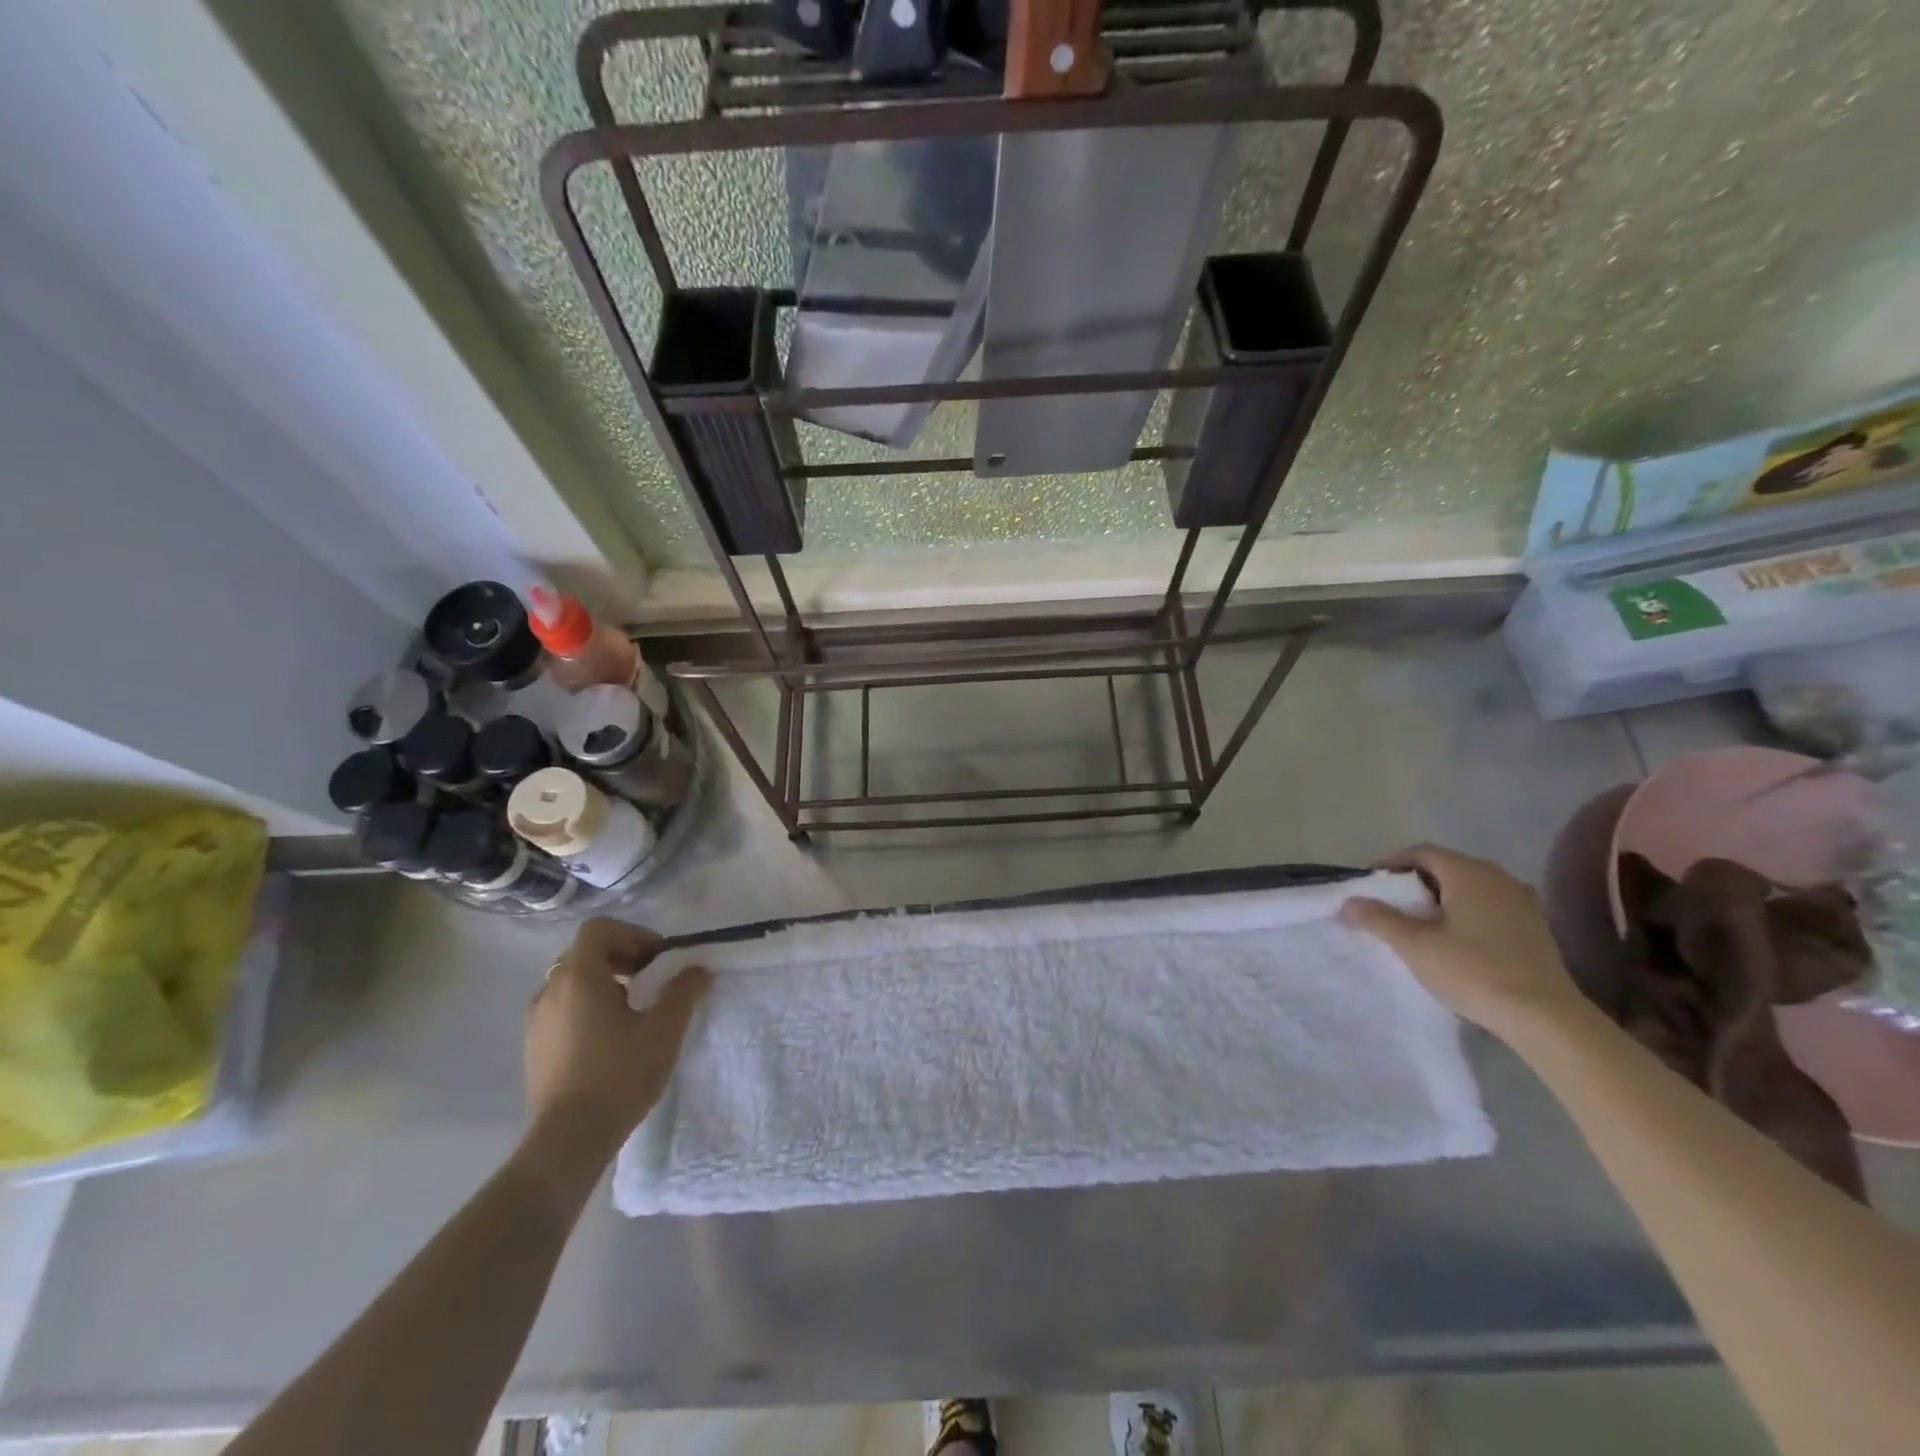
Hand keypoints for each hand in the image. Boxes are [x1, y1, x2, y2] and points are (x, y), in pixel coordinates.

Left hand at [524, 918, 708, 1158]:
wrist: (569, 1139)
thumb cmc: (620, 1074)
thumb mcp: (664, 1029)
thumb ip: (684, 991)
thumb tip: (699, 970)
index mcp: (579, 977)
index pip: (599, 929)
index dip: (633, 934)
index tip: (658, 960)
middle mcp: (550, 990)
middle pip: (586, 953)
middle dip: (622, 958)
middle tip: (651, 980)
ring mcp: (536, 1020)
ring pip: (572, 982)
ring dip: (604, 984)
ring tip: (633, 1011)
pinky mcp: (533, 1046)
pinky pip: (562, 1008)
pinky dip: (587, 1007)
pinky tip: (610, 1038)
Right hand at [1341, 845, 1582, 1039]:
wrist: (1545, 1017)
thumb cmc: (1473, 970)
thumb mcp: (1415, 945)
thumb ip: (1378, 918)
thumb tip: (1349, 902)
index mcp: (1469, 873)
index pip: (1422, 852)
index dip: (1392, 862)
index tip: (1371, 882)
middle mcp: (1498, 877)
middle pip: (1447, 866)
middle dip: (1415, 880)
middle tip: (1390, 902)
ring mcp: (1522, 902)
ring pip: (1470, 886)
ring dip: (1441, 896)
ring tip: (1420, 920)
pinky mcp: (1535, 927)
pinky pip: (1490, 905)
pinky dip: (1466, 911)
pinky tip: (1455, 937)